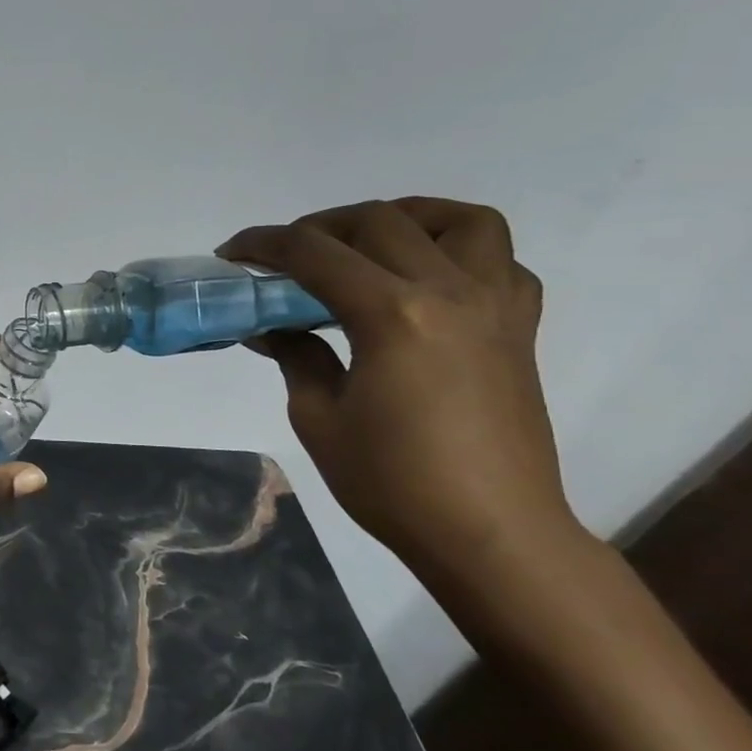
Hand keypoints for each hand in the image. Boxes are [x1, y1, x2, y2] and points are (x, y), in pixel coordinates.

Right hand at [219, 198, 578, 585]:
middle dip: (319, 227)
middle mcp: (450, 293)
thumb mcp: (317, 417)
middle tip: (285, 256)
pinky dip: (459, 251)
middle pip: (380, 222)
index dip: (265, 244)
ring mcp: (495, 307)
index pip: (316, 254)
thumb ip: (296, 356)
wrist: (490, 532)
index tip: (232, 252)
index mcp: (393, 315)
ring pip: (461, 222)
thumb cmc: (391, 481)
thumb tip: (273, 327)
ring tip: (367, 244)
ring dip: (405, 218)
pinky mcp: (519, 329)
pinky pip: (500, 262)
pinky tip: (425, 279)